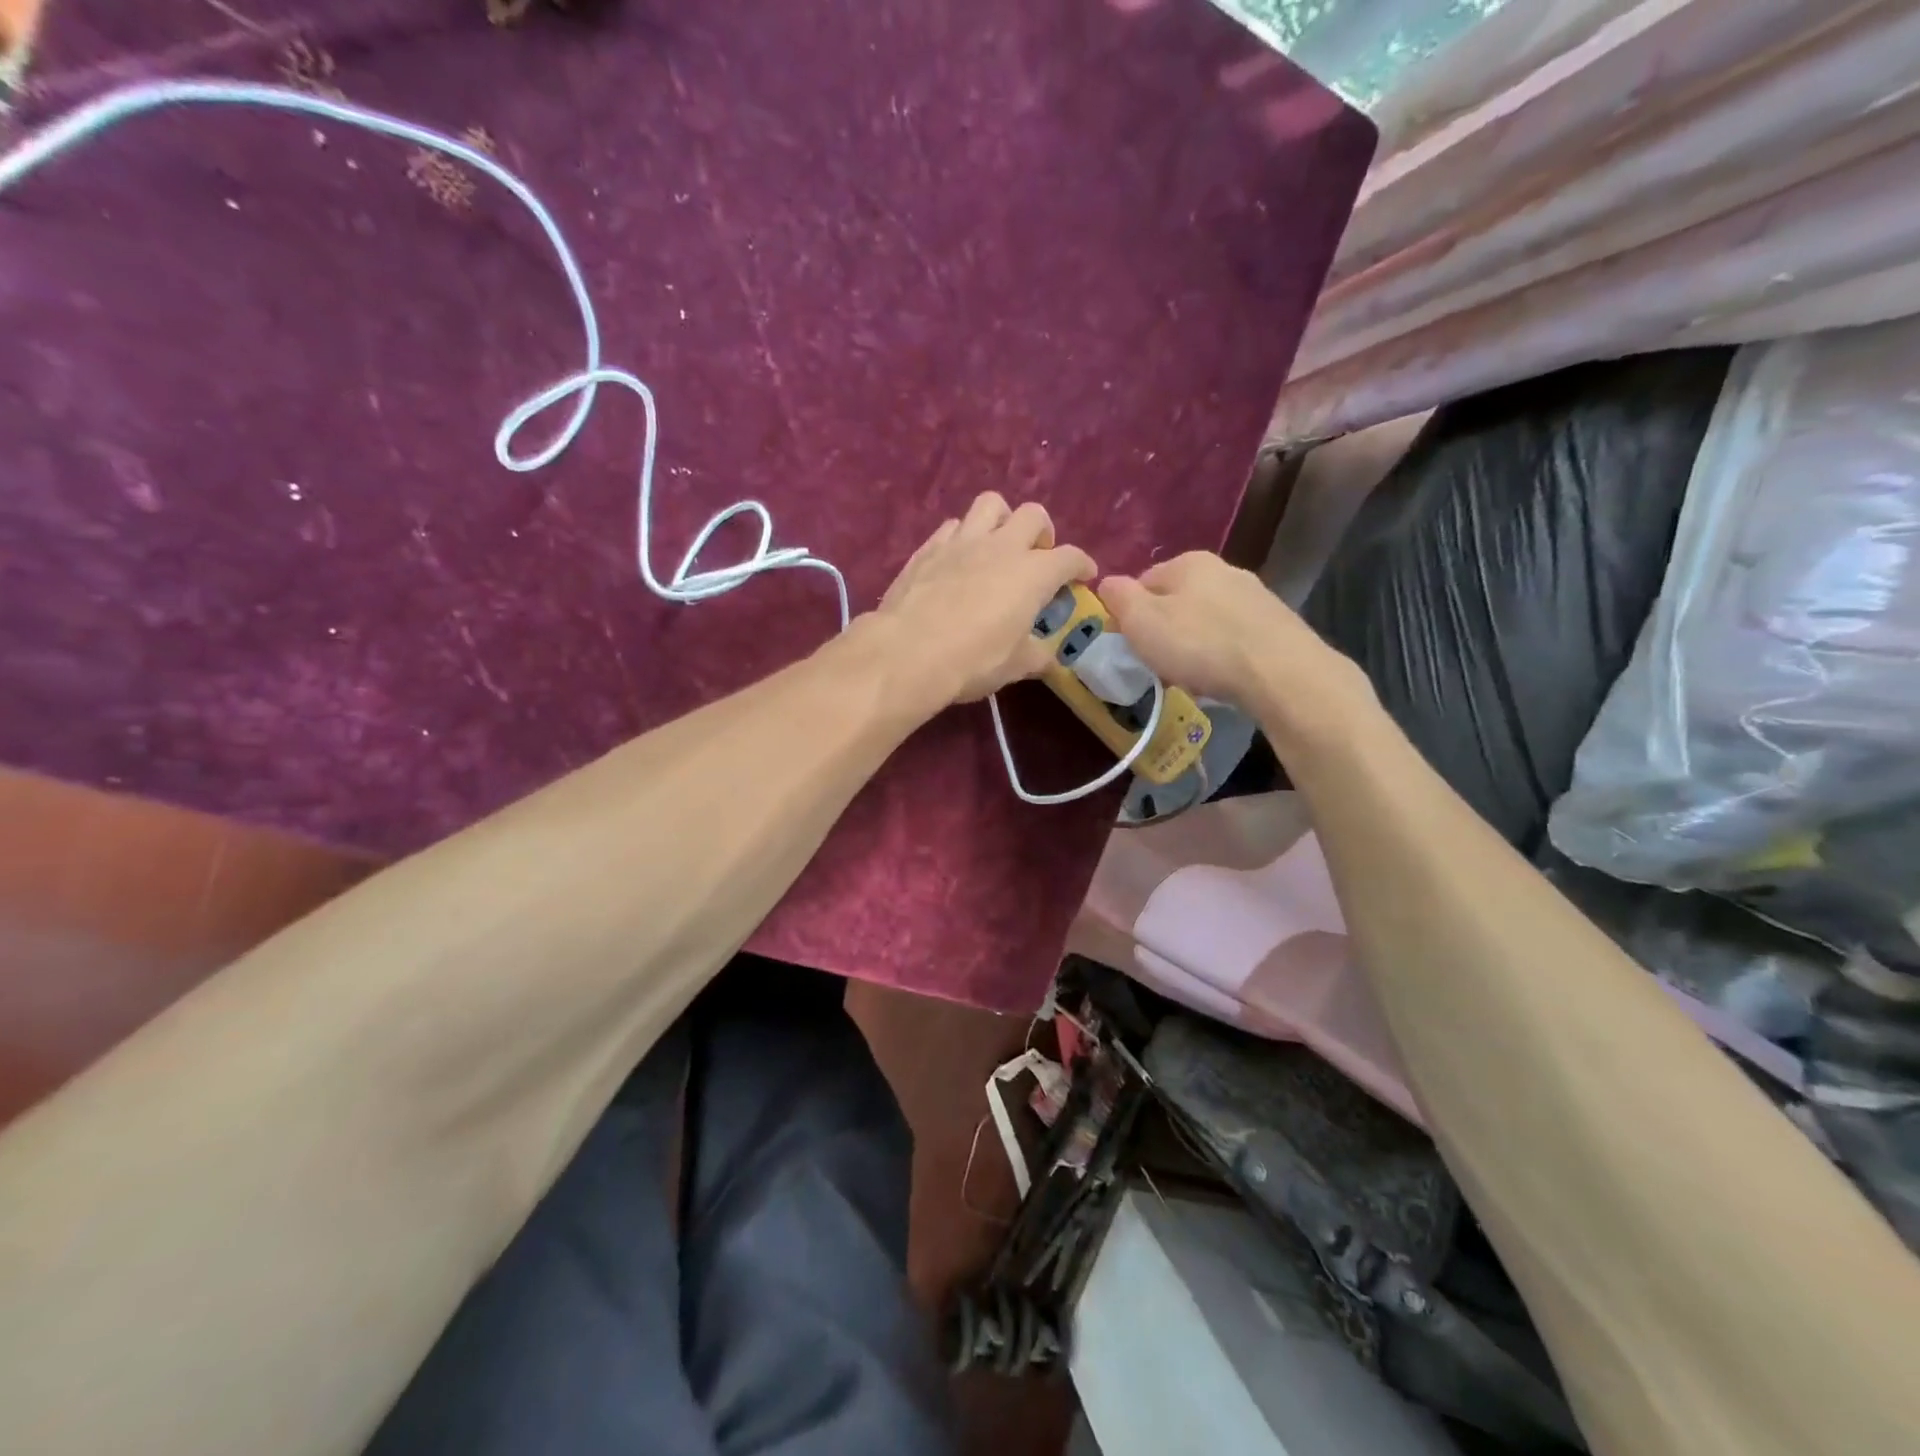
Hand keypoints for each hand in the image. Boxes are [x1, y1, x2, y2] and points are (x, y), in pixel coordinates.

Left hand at [868, 492, 1095, 707]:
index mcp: (1033, 572)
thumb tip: (1049, 656)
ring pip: (990, 504)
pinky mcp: (928, 548)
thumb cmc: (973, 660)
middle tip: (1038, 556)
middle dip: (1043, 532)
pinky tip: (959, 558)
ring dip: (1002, 519)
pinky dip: (963, 536)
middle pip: (1033, 515)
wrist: (908, 652)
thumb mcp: (1016, 665)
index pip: (1070, 557)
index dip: (1082, 565)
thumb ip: (1038, 655)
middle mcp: (1001, 546)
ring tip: (998, 545)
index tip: (1084, 575)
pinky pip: (953, 527)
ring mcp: (962, 541)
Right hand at [1099, 552, 1371, 724]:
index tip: (1131, 644)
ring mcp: (1256, 596)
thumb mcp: (1141, 622)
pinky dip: (1223, 654)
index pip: (1144, 581)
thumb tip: (1107, 582)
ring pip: (1208, 619)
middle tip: (1159, 663)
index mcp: (1188, 562)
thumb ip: (1119, 598)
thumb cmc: (1199, 644)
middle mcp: (1225, 569)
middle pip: (1178, 599)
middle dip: (1165, 628)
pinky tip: (1222, 677)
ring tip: (1192, 675)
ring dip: (1195, 643)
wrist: (1279, 672)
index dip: (1131, 613)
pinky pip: (1235, 637)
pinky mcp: (1277, 625)